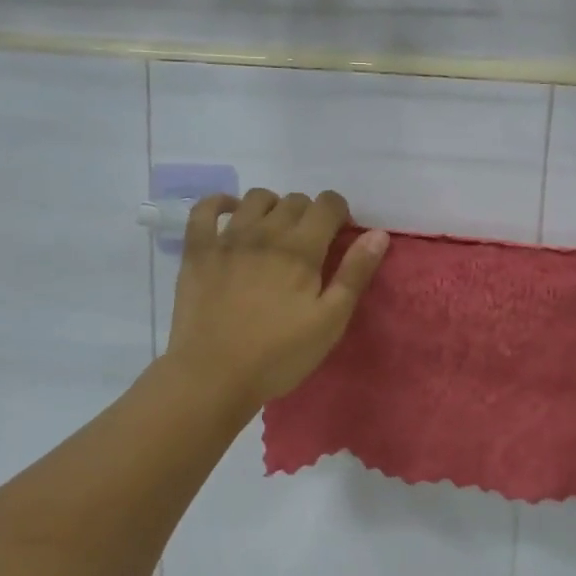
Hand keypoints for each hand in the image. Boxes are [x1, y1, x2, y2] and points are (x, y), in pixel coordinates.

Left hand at [165, 189, 389, 408]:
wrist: (213, 376)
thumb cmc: (279, 354)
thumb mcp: (330, 321)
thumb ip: (354, 274)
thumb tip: (378, 234)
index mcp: (300, 249)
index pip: (327, 205)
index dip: (339, 211)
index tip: (339, 233)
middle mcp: (265, 233)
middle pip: (294, 200)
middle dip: (309, 213)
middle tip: (310, 243)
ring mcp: (227, 239)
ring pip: (256, 198)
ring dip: (273, 206)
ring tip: (275, 230)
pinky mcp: (197, 251)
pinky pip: (205, 210)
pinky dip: (220, 202)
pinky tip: (231, 213)